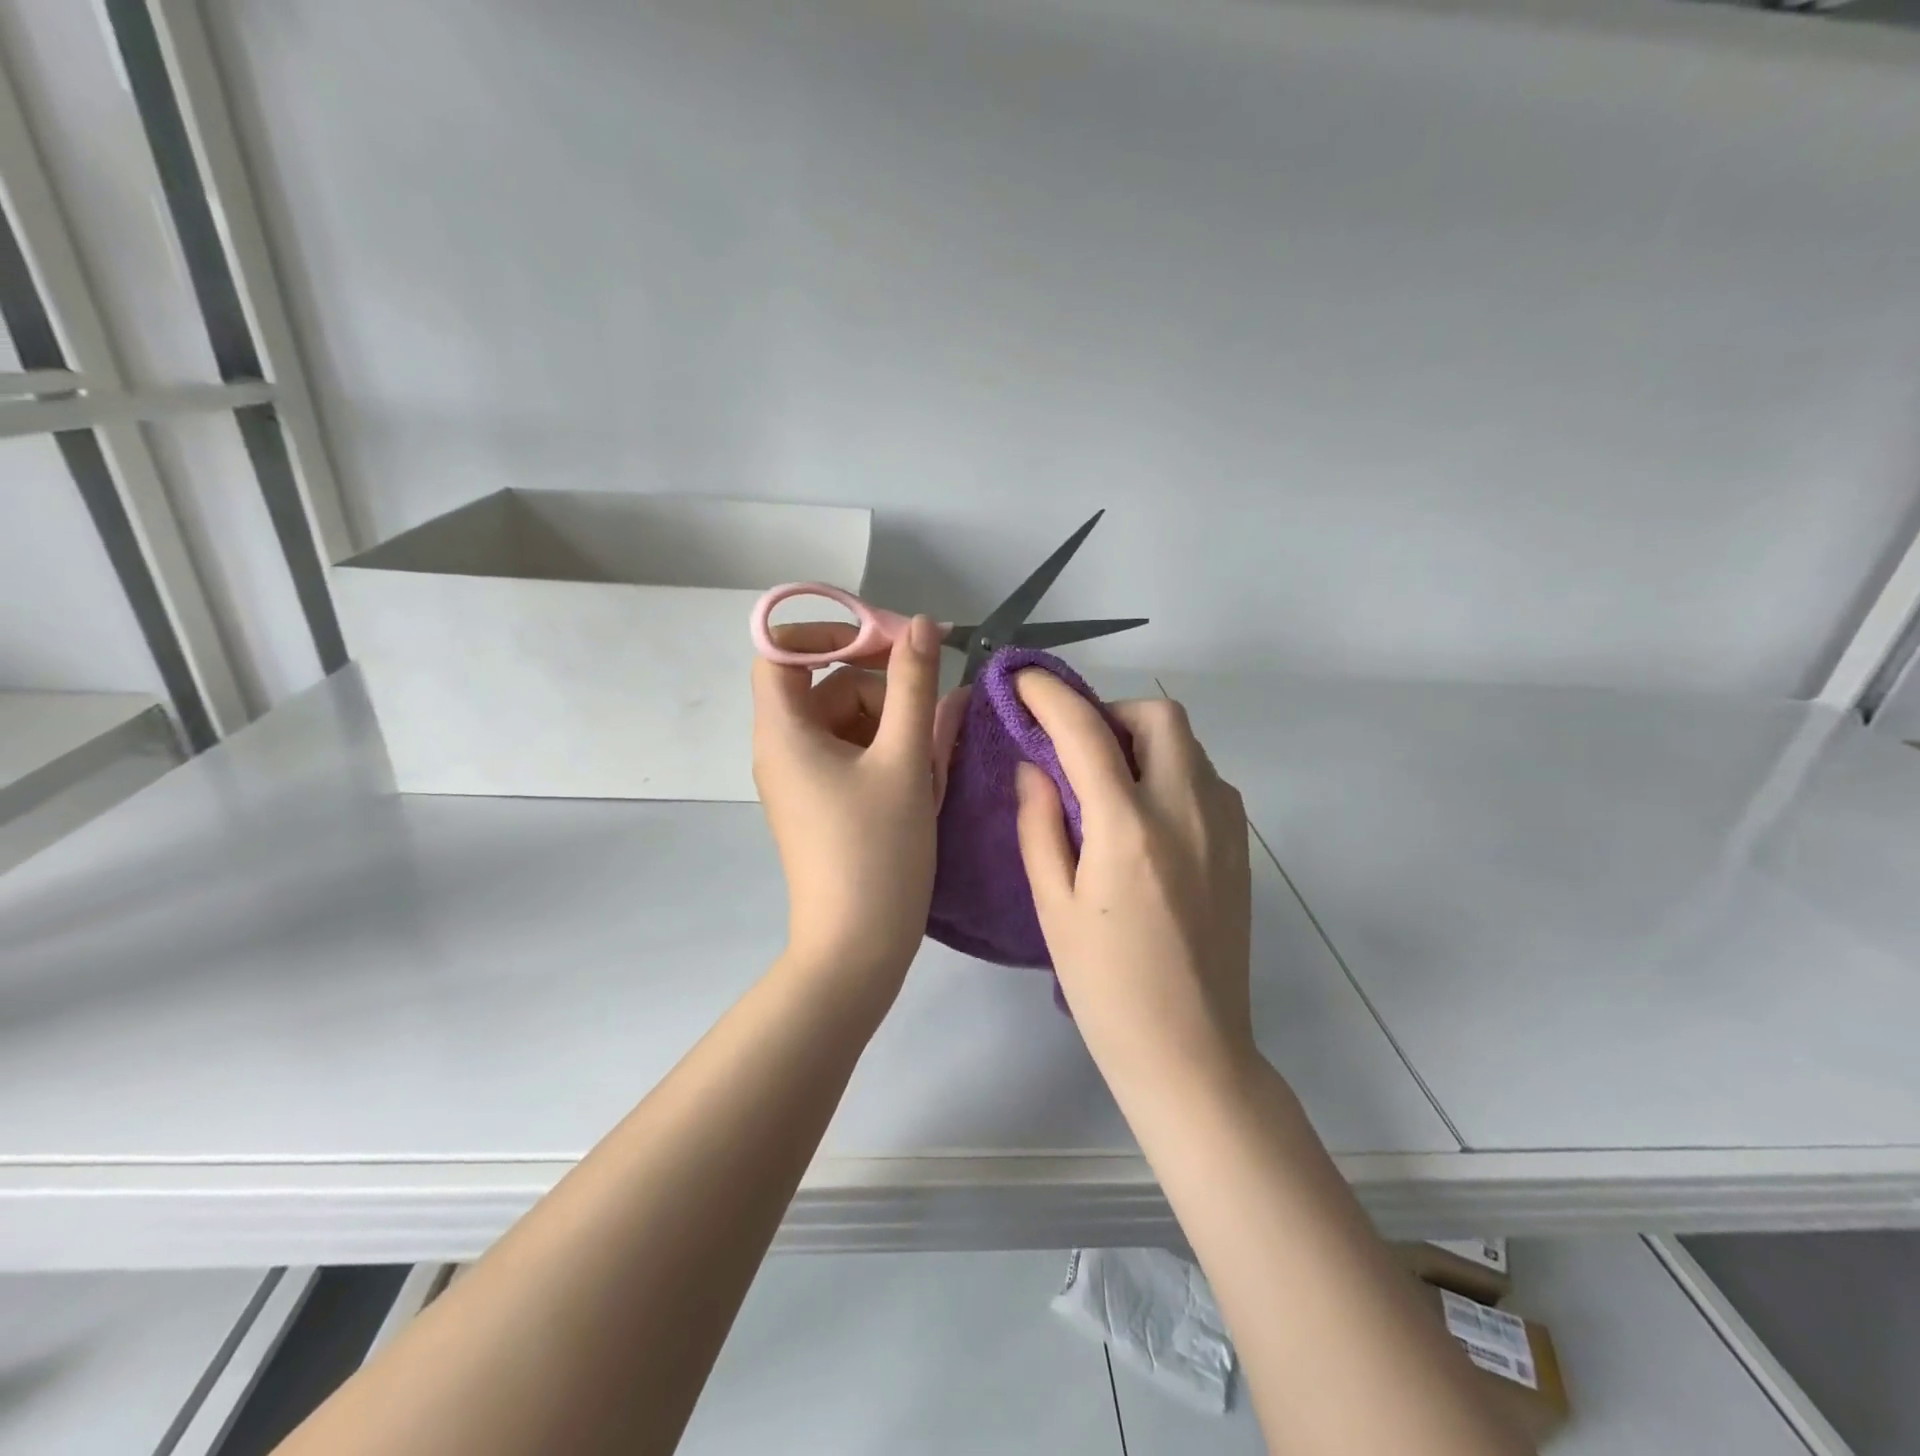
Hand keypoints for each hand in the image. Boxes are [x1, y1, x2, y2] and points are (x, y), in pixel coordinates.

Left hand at [751, 616, 943, 993]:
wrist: (857, 946)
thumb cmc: (877, 850)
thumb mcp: (904, 760)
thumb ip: (914, 685)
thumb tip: (922, 625)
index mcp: (784, 730)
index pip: (780, 651)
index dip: (827, 633)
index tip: (883, 642)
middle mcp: (783, 748)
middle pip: (828, 686)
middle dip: (883, 690)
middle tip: (931, 712)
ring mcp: (803, 777)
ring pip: (849, 722)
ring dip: (895, 726)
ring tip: (930, 763)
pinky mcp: (823, 801)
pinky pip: (854, 755)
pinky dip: (888, 754)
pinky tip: (921, 780)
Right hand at [1013, 675, 1254, 1093]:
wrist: (1192, 1050)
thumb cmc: (1105, 987)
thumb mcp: (1053, 906)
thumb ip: (1039, 824)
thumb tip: (1033, 766)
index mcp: (1128, 829)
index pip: (1085, 732)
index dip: (1049, 695)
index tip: (1023, 679)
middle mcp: (1186, 811)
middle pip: (1159, 716)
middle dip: (1111, 712)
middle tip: (1077, 748)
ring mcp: (1224, 827)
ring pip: (1188, 744)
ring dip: (1144, 741)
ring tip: (1108, 782)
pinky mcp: (1241, 847)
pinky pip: (1205, 779)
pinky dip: (1170, 771)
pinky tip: (1145, 816)